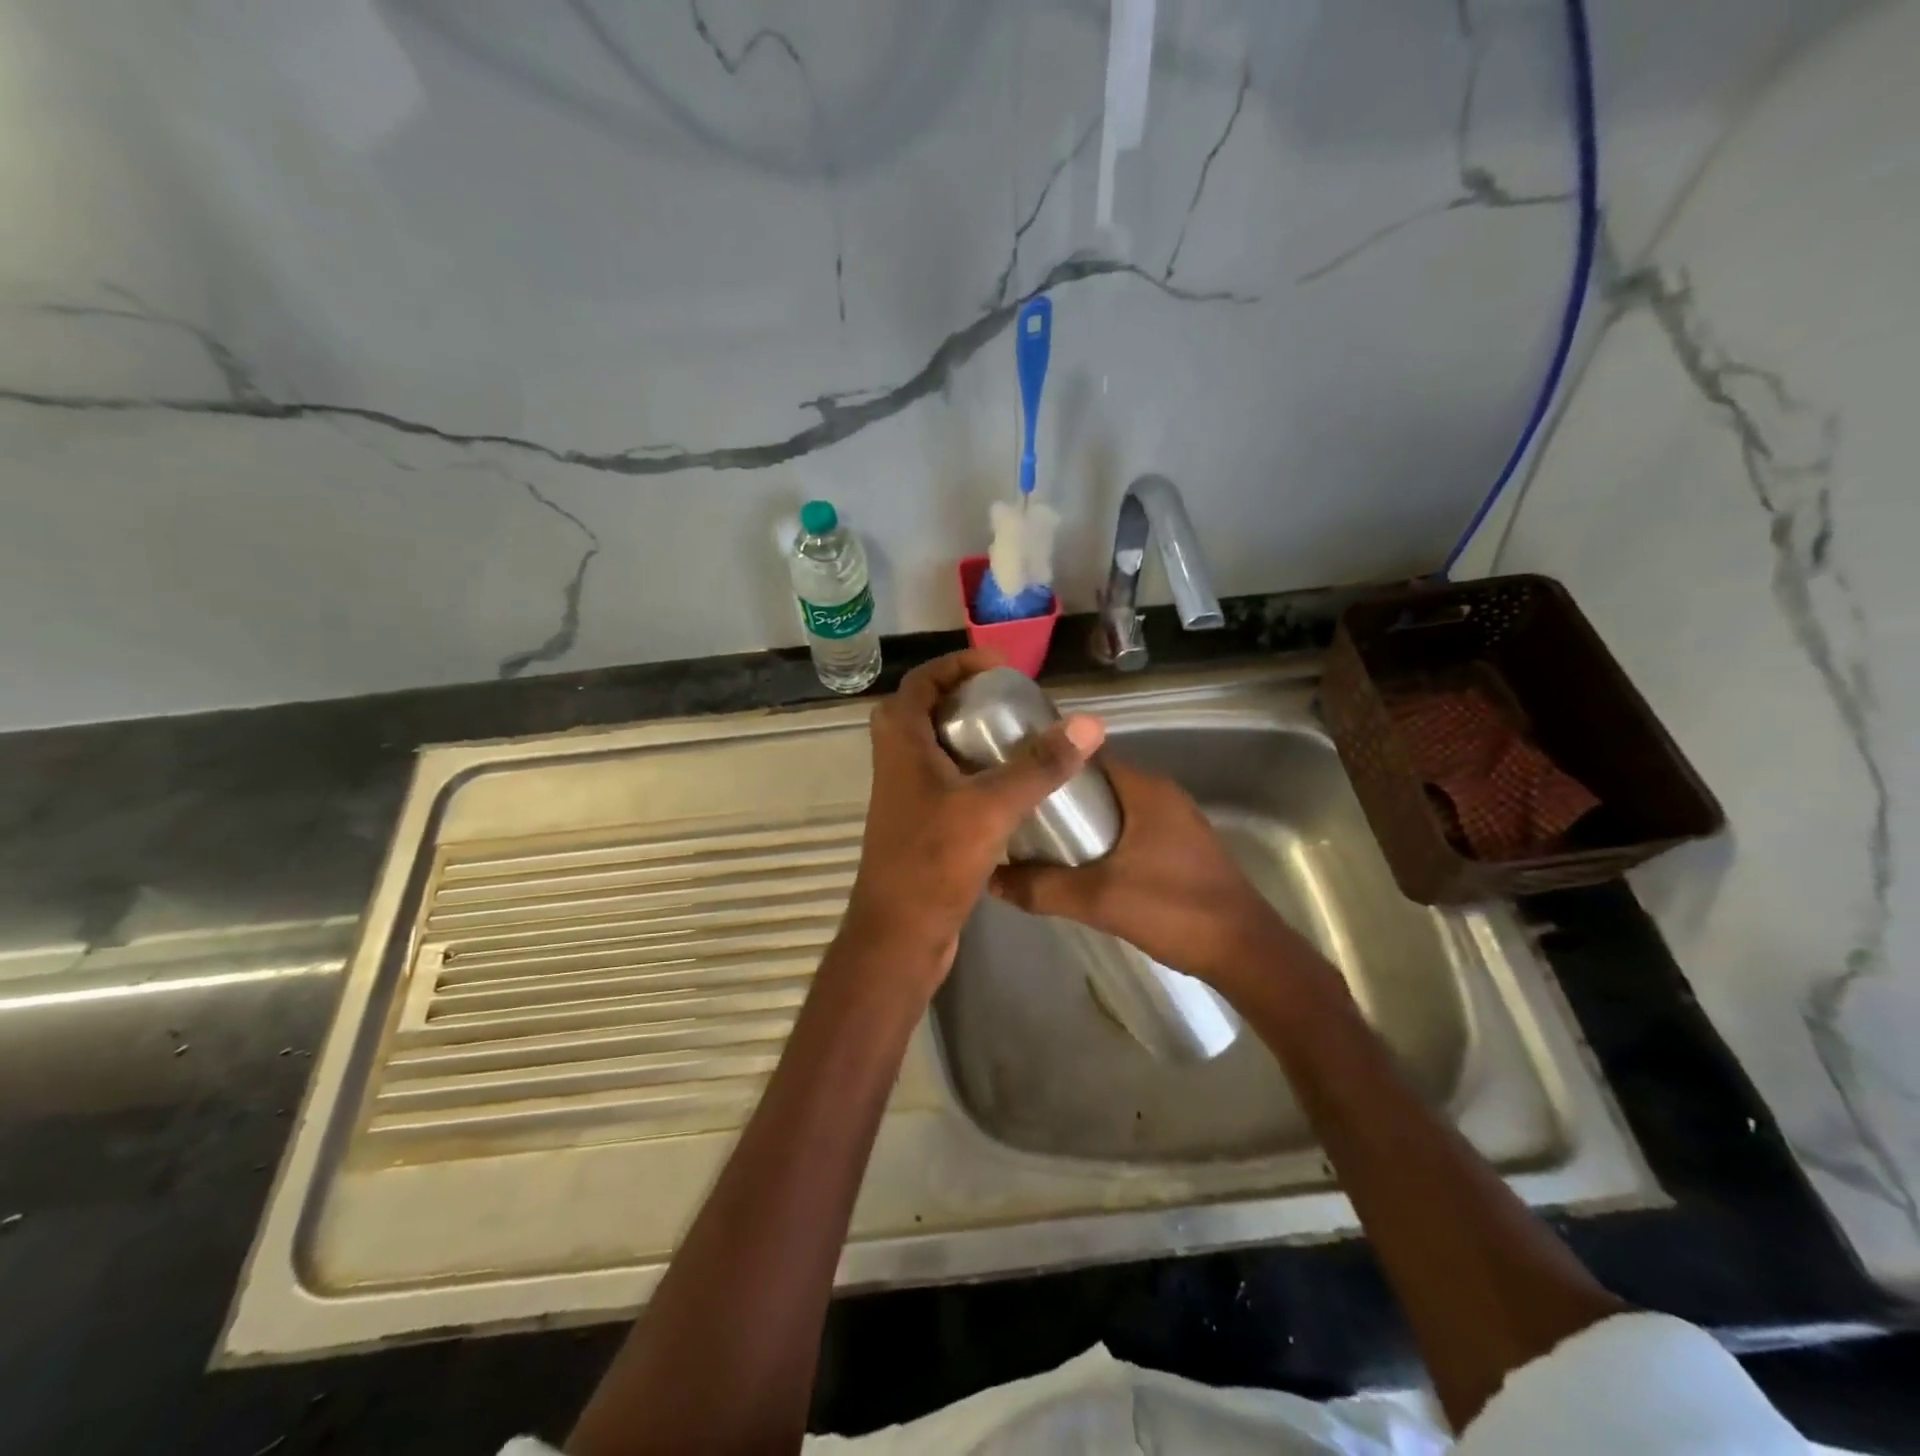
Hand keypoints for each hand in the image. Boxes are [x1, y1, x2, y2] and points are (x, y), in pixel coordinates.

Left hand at [842, 649, 1105, 994]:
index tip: (1002, 669)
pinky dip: (974, 769)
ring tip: (1020, 736)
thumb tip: (1089, 724)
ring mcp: (905, 792)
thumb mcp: (991, 806)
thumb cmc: (934, 861)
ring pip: (937, 746)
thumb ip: (1039, 765)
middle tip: (1014, 702)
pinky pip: (946, 778)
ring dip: (972, 734)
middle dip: (969, 697)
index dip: (960, 665)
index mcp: (901, 740)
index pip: (923, 680)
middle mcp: (896, 759)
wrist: (899, 933)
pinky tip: (1012, 784)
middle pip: (929, 709)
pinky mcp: (919, 821)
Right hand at [989, 756, 1291, 993]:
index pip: (1086, 756)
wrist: (1246, 952)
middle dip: (1058, 798)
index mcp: (1145, 788)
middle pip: (1097, 782)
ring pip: (1114, 808)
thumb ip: (1042, 887)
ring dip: (1081, 822)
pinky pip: (1130, 828)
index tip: (1013, 779)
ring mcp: (1176, 821)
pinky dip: (1103, 839)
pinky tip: (1081, 866)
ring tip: (1038, 842)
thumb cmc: (1174, 910)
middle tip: (1017, 817)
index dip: (1048, 763)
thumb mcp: (1098, 899)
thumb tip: (990, 879)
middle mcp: (1162, 794)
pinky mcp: (1181, 847)